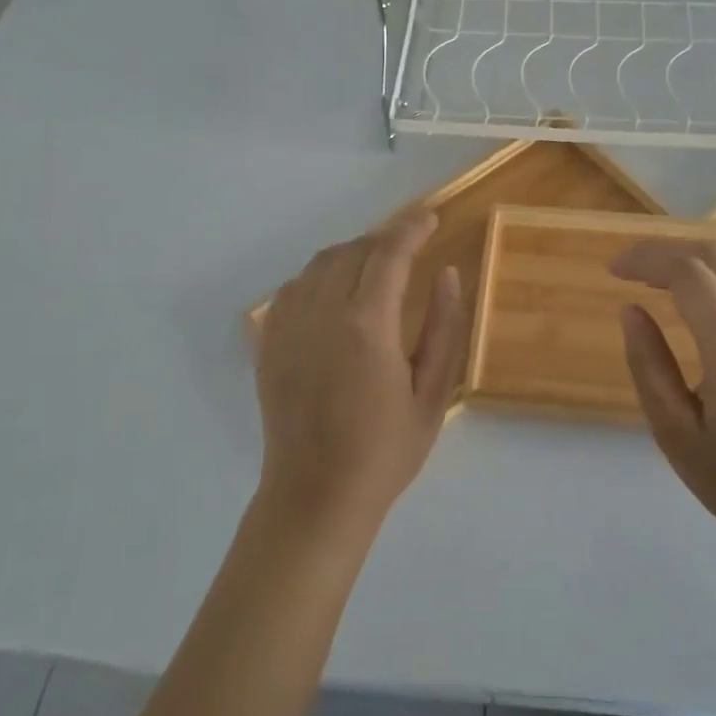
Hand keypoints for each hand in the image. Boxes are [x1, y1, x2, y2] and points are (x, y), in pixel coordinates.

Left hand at [256, 209, 467, 530]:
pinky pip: (293, 288)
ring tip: (376, 264)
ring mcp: (289, 327)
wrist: (316, 496)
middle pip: (354, 250)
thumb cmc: (385, 451)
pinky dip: (318, 276)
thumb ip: (443, 327)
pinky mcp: (269, 343)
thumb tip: (447, 273)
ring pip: (320, 263)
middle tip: (409, 245)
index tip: (429, 218)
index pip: (389, 253)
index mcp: (367, 325)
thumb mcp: (432, 393)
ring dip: (352, 252)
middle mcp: (323, 314)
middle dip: (385, 239)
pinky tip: (335, 291)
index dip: (411, 228)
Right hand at [611, 242, 715, 545]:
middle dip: (667, 251)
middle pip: (715, 256)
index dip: (646, 260)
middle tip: (630, 269)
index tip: (612, 270)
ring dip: (695, 258)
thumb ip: (649, 366)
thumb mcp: (676, 434)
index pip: (687, 273)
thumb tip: (630, 310)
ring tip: (658, 277)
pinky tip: (698, 297)